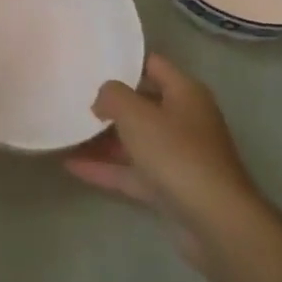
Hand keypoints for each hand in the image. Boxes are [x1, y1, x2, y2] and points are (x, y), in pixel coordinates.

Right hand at [65, 55, 260, 262]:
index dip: (124, 60)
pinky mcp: (170, 187)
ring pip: (135, 140)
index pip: (153, 64)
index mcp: (185, 93)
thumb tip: (102, 99)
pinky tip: (72, 166)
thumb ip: (113, 96)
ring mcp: (178, 156)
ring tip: (66, 132)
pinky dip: (106, 168)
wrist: (215, 221)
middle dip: (110, 103)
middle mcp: (184, 120)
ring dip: (103, 139)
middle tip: (74, 97)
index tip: (92, 60)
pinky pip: (132, 171)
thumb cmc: (177, 154)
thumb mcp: (138, 115)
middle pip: (142, 104)